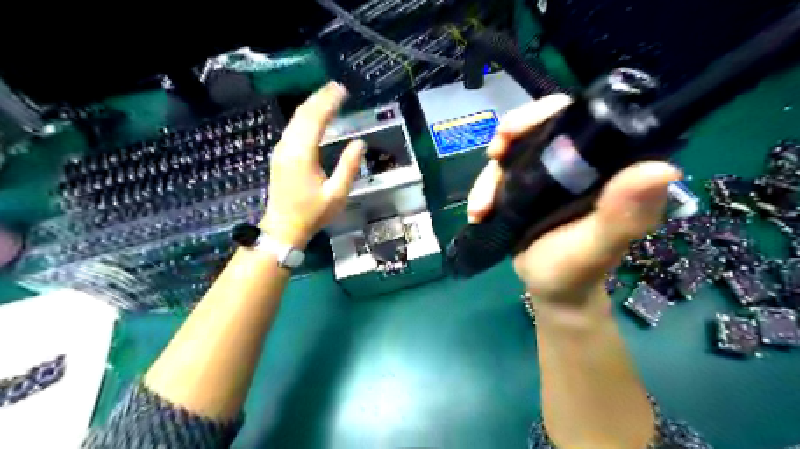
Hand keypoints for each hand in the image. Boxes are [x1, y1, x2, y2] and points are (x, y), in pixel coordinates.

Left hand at [261, 81, 365, 248]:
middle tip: (337, 86)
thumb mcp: (337, 194)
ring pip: (296, 119)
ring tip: (328, 95)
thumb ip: (349, 166)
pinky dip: (305, 116)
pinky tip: (315, 116)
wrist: (283, 228)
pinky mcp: (280, 155)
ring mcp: (281, 150)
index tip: (342, 90)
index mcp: (302, 154)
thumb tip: (360, 143)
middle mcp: (288, 146)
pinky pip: (293, 128)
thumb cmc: (312, 213)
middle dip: (320, 97)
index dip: (329, 102)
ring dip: (312, 105)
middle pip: (303, 114)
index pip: (315, 119)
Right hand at [470, 94, 680, 310]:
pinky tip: (477, 214)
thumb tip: (661, 169)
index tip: (512, 133)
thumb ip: (623, 213)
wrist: (551, 289)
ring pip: (511, 154)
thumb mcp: (598, 246)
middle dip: (508, 139)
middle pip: (536, 130)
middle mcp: (575, 163)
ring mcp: (546, 176)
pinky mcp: (524, 190)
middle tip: (493, 157)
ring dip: (488, 177)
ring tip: (479, 210)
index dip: (542, 115)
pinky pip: (499, 178)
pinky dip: (483, 191)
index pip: (577, 118)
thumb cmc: (577, 270)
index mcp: (603, 167)